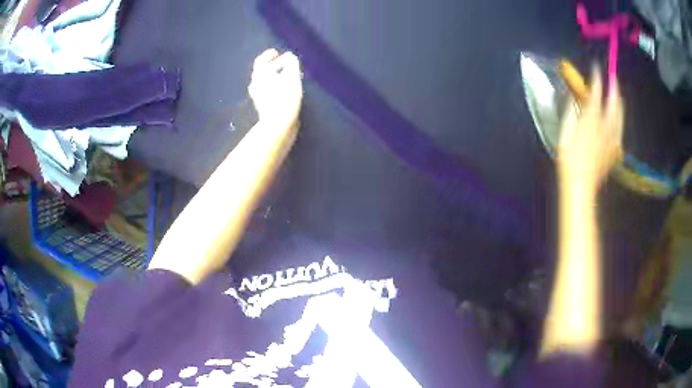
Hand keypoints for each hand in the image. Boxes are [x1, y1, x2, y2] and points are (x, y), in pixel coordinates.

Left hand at [249, 49, 303, 128]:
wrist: (278, 124)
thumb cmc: (285, 98)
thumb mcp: (292, 76)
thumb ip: (291, 63)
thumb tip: (290, 57)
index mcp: (260, 74)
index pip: (261, 60)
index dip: (269, 55)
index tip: (277, 53)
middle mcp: (255, 84)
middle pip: (262, 71)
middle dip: (273, 65)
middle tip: (284, 64)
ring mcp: (258, 96)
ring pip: (265, 82)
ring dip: (274, 77)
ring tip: (286, 76)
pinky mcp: (263, 106)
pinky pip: (267, 91)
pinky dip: (274, 86)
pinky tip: (284, 89)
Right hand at [557, 70, 623, 194]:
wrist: (581, 186)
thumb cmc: (569, 160)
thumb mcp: (564, 134)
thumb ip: (570, 114)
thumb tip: (573, 98)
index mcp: (591, 122)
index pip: (596, 95)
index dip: (597, 80)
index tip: (597, 68)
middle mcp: (605, 128)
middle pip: (613, 105)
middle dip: (614, 89)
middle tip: (613, 77)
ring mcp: (612, 140)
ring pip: (620, 117)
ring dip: (620, 104)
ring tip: (619, 95)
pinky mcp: (614, 151)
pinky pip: (620, 132)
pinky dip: (620, 122)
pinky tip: (620, 120)